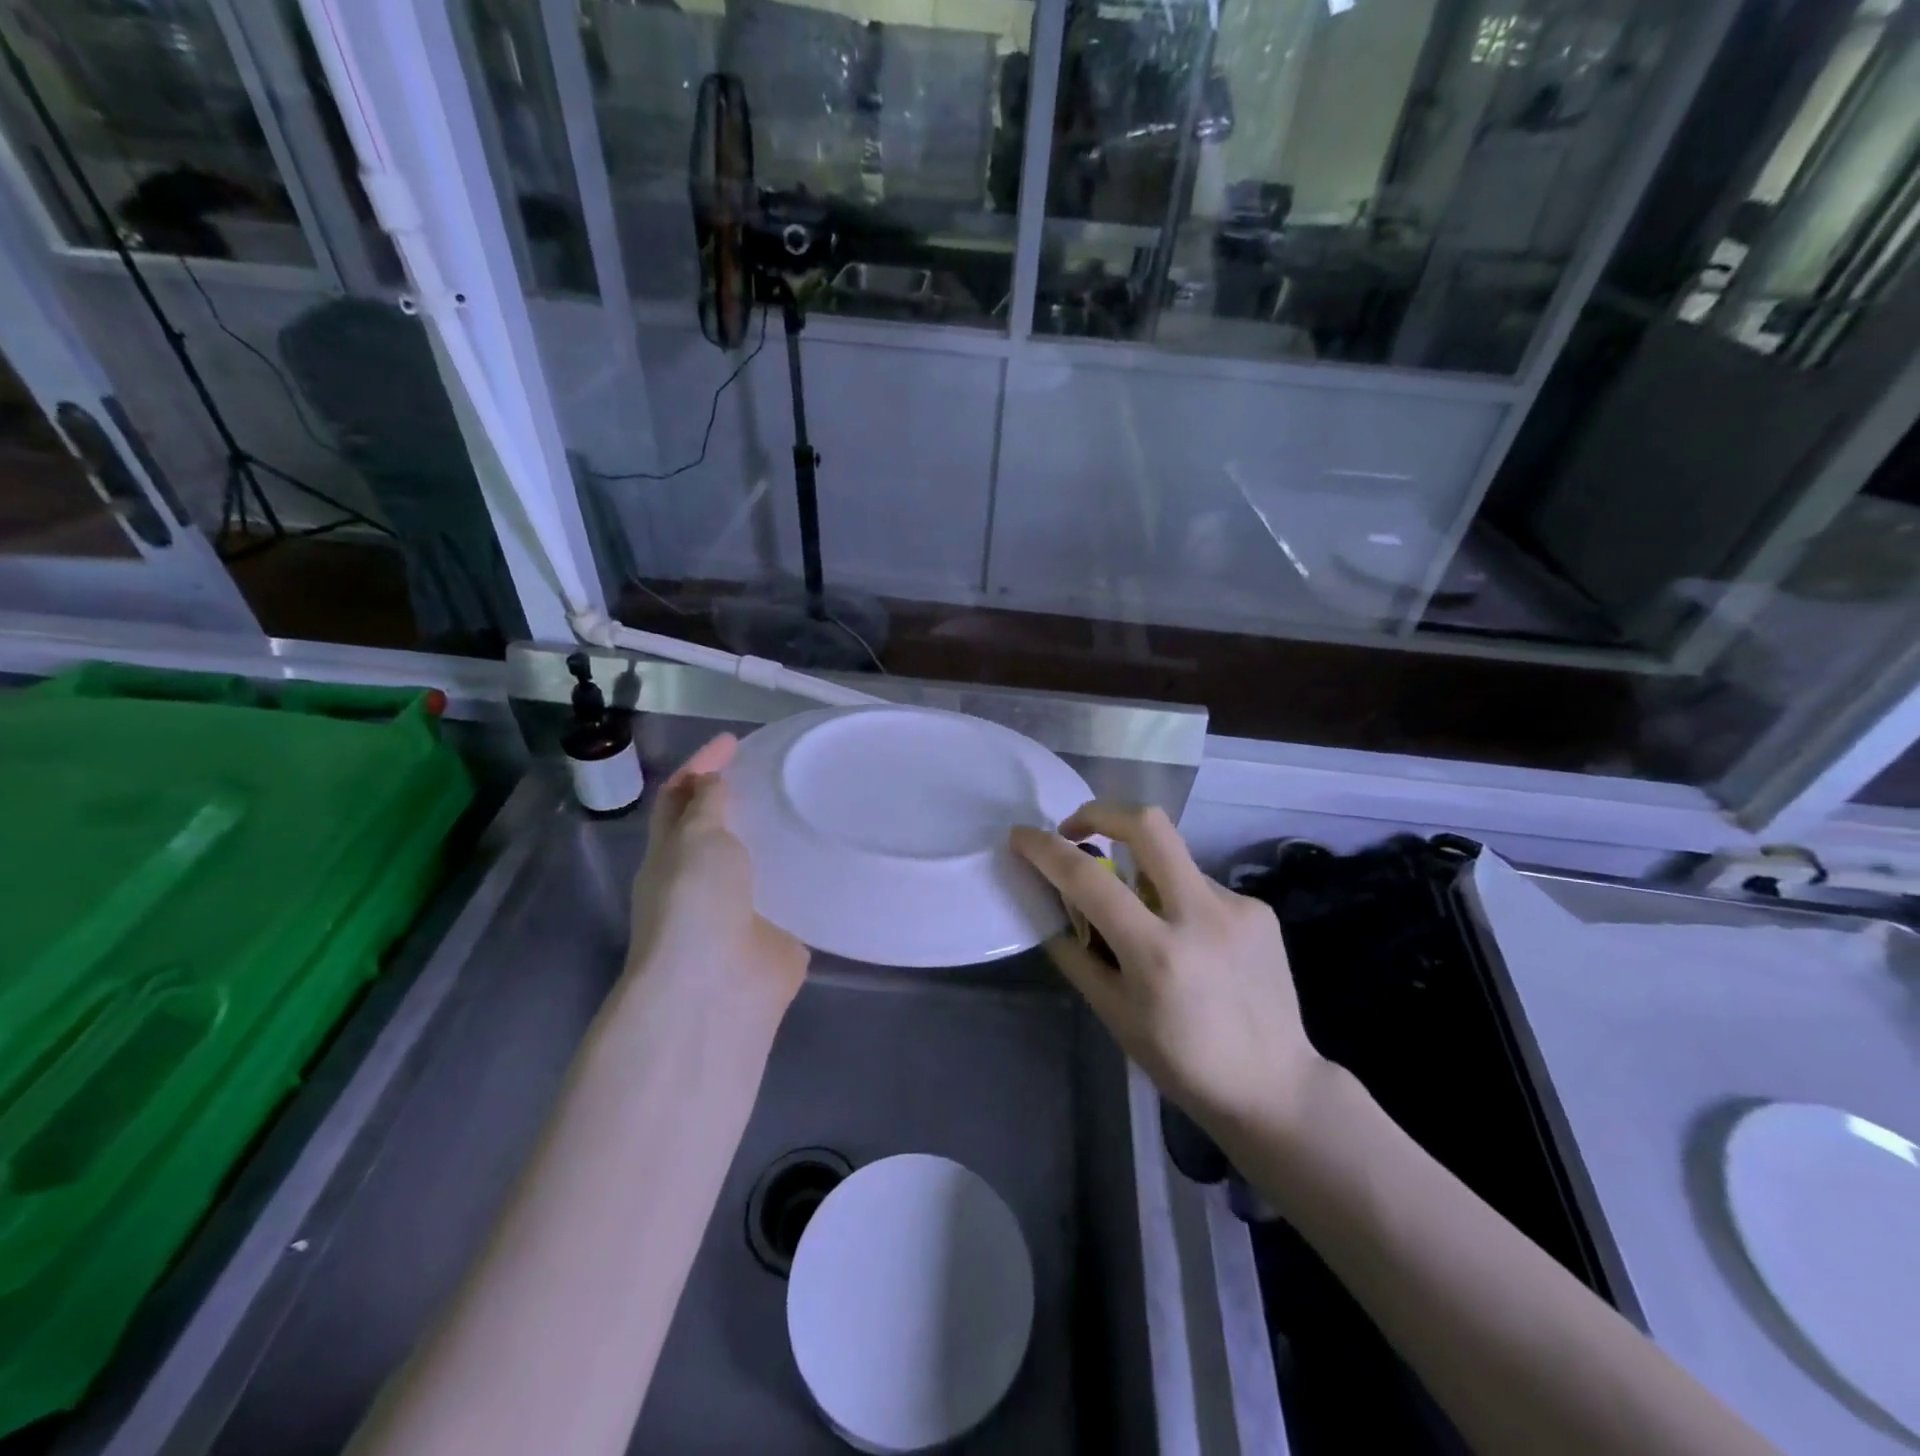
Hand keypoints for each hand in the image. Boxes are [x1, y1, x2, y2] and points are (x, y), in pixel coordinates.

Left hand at [627, 735, 808, 1020]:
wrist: (716, 989)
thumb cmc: (696, 904)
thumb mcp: (696, 839)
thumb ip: (707, 806)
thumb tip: (712, 782)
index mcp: (671, 855)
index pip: (680, 798)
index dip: (702, 766)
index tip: (735, 740)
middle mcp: (701, 881)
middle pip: (717, 830)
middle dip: (741, 800)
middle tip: (781, 770)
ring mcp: (739, 911)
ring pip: (757, 863)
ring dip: (775, 838)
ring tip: (813, 804)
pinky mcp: (775, 936)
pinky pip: (792, 897)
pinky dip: (806, 877)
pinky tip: (833, 855)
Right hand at [1010, 803, 1322, 1134]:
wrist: (1276, 1087)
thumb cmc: (1183, 1063)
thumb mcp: (1115, 1016)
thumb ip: (1077, 955)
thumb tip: (1051, 907)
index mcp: (1157, 953)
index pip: (1088, 879)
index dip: (1046, 849)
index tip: (1021, 836)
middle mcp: (1200, 916)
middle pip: (1148, 825)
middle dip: (1101, 812)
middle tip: (1077, 830)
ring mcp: (1238, 907)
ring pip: (1173, 860)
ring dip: (1143, 872)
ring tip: (1145, 920)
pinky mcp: (1259, 909)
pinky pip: (1201, 886)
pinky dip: (1178, 899)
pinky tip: (1189, 942)